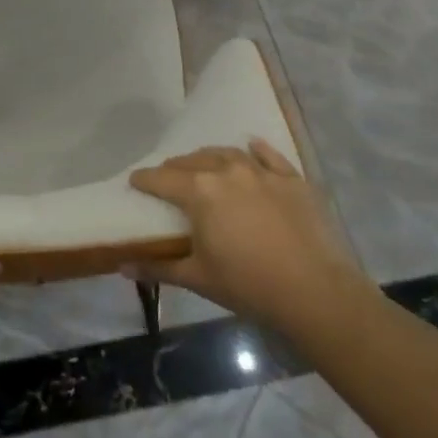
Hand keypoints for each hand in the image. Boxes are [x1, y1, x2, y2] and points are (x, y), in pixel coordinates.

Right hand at [128, 139, 373, 336]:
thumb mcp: (198, 278)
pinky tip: (251, 145)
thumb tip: (122, 267)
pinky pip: (269, 155)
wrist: (315, 291)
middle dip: (175, 168)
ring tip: (204, 165)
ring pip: (227, 154)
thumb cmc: (248, 285)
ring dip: (209, 158)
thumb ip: (158, 268)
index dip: (144, 180)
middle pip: (192, 161)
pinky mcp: (292, 179)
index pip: (161, 178)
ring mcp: (262, 172)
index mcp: (199, 191)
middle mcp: (227, 171)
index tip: (135, 182)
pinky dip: (256, 150)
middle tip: (168, 179)